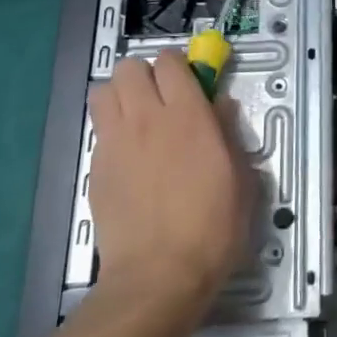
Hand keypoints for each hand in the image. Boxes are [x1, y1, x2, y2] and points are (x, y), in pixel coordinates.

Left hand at [85, 49, 252, 336]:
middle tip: (163, 100)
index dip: (179, 66)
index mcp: (187, 115)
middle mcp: (145, 119)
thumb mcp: (240, 177)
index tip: (191, 83)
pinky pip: (99, 131)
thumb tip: (220, 105)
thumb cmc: (213, 226)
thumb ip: (228, 132)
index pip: (170, 62)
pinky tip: (130, 159)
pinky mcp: (96, 169)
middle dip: (145, 75)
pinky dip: (112, 132)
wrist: (159, 275)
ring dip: (121, 96)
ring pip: (103, 91)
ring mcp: (114, 143)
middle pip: (129, 68)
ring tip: (138, 120)